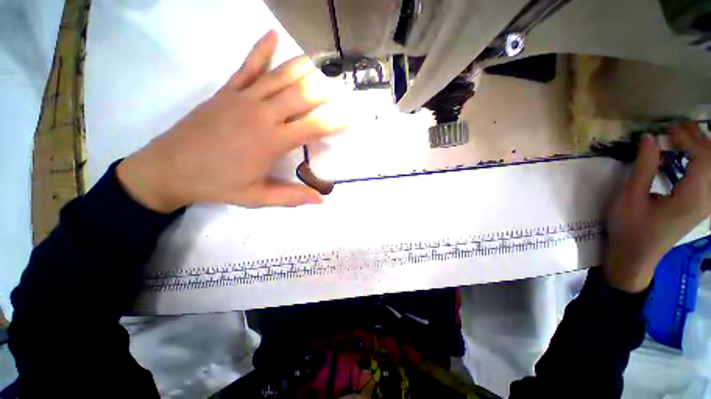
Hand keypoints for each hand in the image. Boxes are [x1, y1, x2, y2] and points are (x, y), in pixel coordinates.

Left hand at [117, 30, 345, 212]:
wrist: (169, 169)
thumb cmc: (217, 184)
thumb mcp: (258, 198)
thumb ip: (292, 197)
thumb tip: (321, 200)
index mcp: (271, 142)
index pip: (312, 128)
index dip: (334, 123)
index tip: (350, 118)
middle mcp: (262, 115)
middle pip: (300, 97)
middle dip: (324, 91)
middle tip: (341, 85)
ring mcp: (243, 99)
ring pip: (278, 78)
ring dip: (301, 68)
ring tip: (320, 61)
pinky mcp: (226, 92)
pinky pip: (247, 67)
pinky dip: (260, 50)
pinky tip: (272, 35)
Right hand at [605, 124, 710, 292]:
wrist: (635, 257)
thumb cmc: (630, 230)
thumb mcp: (630, 199)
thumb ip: (644, 168)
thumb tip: (649, 138)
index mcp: (691, 198)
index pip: (704, 159)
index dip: (689, 139)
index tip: (667, 129)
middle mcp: (705, 200)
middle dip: (698, 139)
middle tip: (676, 126)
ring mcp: (704, 203)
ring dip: (700, 148)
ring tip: (680, 136)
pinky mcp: (699, 205)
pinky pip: (707, 176)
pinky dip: (698, 160)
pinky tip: (683, 156)